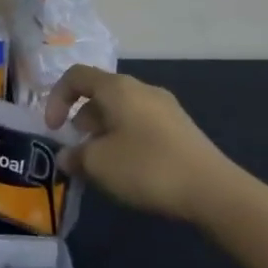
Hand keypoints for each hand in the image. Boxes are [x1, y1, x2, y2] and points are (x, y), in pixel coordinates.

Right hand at [43, 65, 246, 224]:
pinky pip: (142, 124)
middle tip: (79, 150)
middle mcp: (141, 88)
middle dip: (82, 119)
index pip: (76, 76)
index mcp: (117, 87)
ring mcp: (165, 107)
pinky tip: (131, 169)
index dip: (56, 98)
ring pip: (122, 110)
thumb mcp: (100, 165)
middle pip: (100, 93)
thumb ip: (76, 156)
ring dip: (104, 131)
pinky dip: (126, 138)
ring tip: (103, 164)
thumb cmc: (147, 167)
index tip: (53, 129)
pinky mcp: (182, 129)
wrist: (214, 191)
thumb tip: (67, 156)